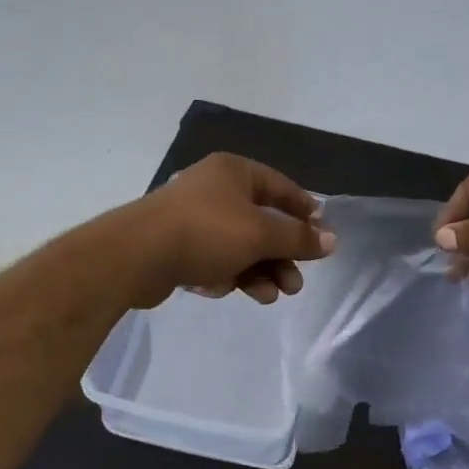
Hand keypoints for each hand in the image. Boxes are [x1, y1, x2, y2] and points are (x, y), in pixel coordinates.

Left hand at [128, 153, 335, 307]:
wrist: (136, 255)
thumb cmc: (207, 232)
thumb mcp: (261, 234)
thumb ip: (299, 238)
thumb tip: (333, 240)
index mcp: (235, 172)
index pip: (282, 187)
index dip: (305, 212)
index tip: (322, 237)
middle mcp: (214, 188)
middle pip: (261, 223)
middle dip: (281, 256)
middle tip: (294, 285)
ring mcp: (192, 217)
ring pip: (238, 246)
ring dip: (257, 272)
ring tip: (268, 296)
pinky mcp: (176, 245)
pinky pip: (212, 259)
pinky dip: (224, 274)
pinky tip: (221, 289)